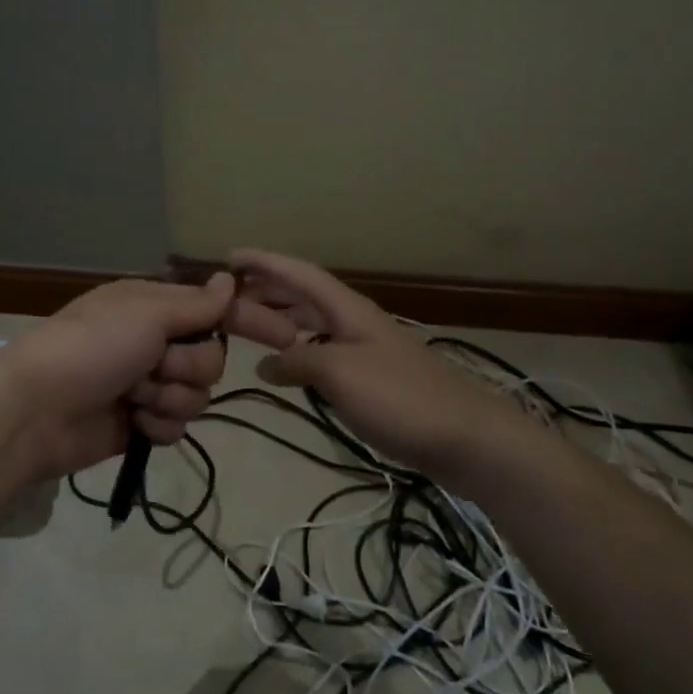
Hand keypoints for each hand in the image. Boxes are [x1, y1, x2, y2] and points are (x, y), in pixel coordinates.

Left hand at [0, 273, 234, 479]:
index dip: (230, 322)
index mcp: (151, 307)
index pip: (209, 311)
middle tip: (154, 366)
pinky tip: (133, 423)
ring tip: (134, 398)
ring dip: (169, 398)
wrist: (37, 410)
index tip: (255, 333)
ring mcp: (146, 386)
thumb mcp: (145, 313)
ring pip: (197, 395)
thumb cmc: (92, 347)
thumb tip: (230, 280)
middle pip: (210, 358)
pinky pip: (177, 426)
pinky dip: (157, 426)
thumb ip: (195, 304)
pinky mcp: (140, 425)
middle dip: (188, 367)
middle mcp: (153, 343)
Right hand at [224, 250, 550, 479]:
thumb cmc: (399, 396)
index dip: (265, 262)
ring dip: (280, 318)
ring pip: (312, 323)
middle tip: (228, 295)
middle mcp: (354, 321)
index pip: (299, 274)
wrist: (464, 437)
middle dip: (267, 289)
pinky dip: (297, 351)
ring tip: (246, 325)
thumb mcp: (338, 373)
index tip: (230, 256)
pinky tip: (286, 367)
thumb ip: (297, 361)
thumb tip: (265, 366)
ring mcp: (364, 349)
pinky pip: (322, 351)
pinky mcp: (371, 378)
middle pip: (304, 295)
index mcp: (348, 309)